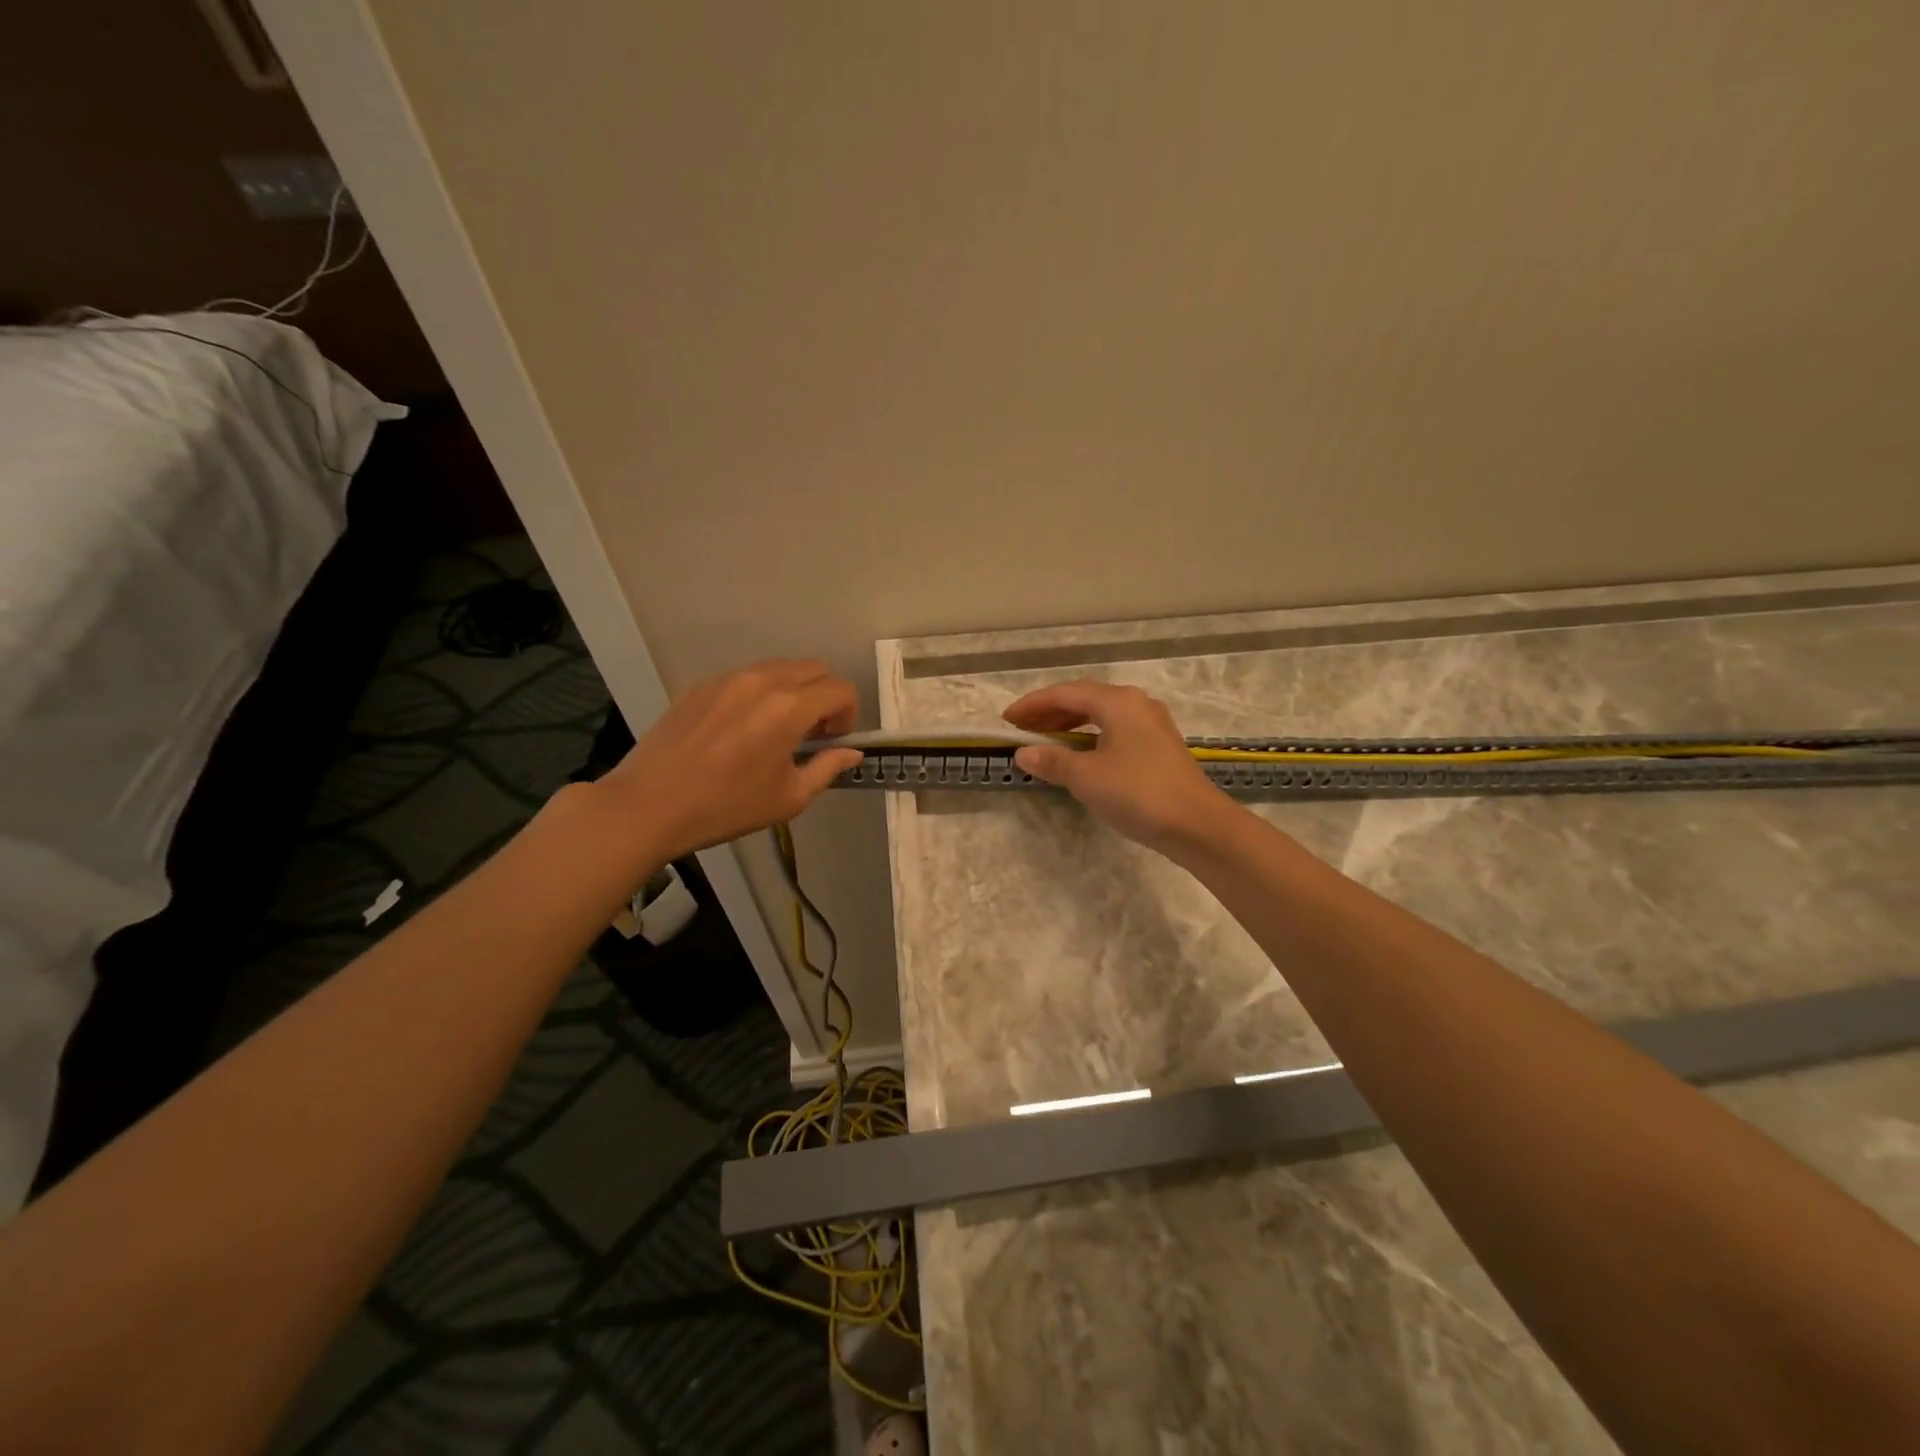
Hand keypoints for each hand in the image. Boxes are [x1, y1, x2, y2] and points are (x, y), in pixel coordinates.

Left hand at [597, 660, 863, 860]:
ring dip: (794, 691)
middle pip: (814, 669)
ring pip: (780, 668)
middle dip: (824, 696)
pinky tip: (742, 729)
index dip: (848, 714)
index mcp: (789, 708)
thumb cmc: (725, 807)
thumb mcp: (788, 798)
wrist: (649, 804)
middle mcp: (763, 681)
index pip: (840, 689)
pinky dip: (761, 693)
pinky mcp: (702, 684)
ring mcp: (729, 678)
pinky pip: (747, 676)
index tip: (834, 741)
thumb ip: (827, 768)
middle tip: (811, 733)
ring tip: (777, 729)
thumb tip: (851, 752)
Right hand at [1002, 680, 1234, 853]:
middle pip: (1083, 699)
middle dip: (1049, 713)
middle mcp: (1135, 704)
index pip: (1065, 692)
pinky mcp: (1158, 746)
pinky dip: (1088, 738)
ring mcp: (1150, 724)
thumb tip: (1023, 753)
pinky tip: (1077, 755)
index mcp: (1117, 702)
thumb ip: (1052, 761)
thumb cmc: (1137, 793)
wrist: (1196, 824)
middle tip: (1020, 730)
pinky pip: (1113, 731)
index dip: (1032, 705)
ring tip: (1043, 742)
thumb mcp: (1086, 777)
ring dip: (1068, 725)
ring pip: (1100, 716)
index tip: (1006, 720)